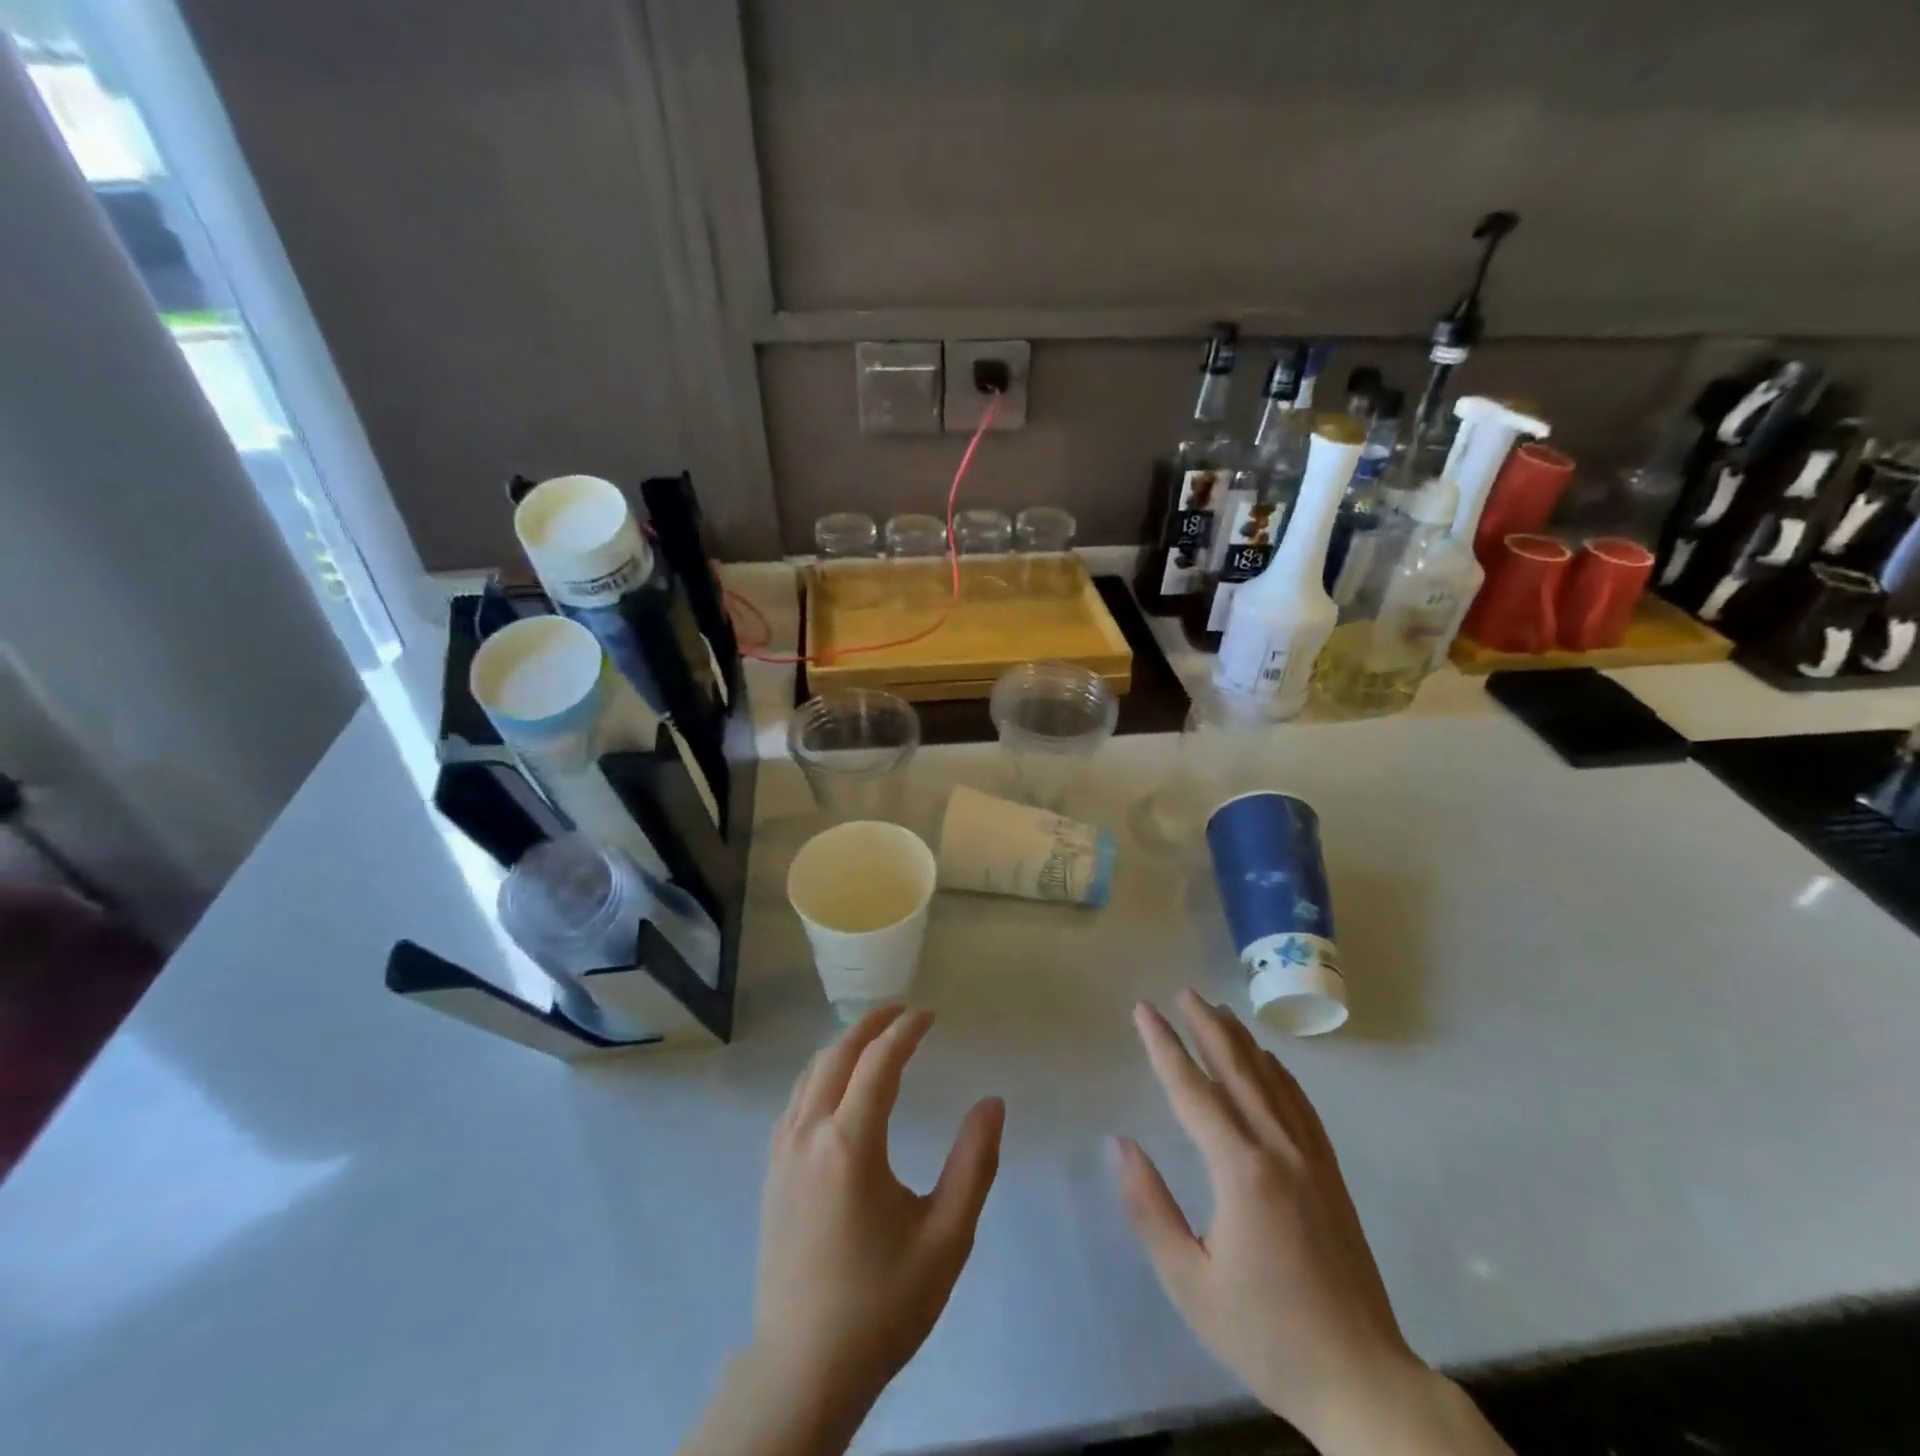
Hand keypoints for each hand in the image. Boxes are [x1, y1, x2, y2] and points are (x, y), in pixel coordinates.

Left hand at [750, 1006, 1004, 1427]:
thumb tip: (992, 1103)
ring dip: (843, 1045)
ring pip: (810, 1073)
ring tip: (874, 1037)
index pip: (878, 1061)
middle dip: (871, 1024)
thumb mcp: (946, 1238)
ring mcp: (782, 1152)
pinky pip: (795, 1100)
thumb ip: (974, 1163)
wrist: (803, 1370)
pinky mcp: (770, 1172)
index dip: (905, 1030)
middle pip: (837, 1054)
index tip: (930, 1015)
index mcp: (850, 1144)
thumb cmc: (882, 1303)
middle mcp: (809, 1134)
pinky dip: (820, 1073)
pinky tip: (837, 1086)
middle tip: (903, 1012)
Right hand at [1114, 992, 1497, 1455]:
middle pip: (1237, 1070)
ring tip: (1218, 1010)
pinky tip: (1271, 1062)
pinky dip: (1280, 1074)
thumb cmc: (1266, 1335)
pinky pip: (1301, 1106)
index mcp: (1241, 1171)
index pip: (1192, 1090)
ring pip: (1271, 1080)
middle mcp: (1278, 1150)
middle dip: (1206, 1026)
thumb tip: (1121, 1144)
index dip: (1164, 1046)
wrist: (1363, 1382)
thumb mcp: (1190, 1283)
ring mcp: (1311, 1159)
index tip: (1145, 1009)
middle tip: (1182, 992)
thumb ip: (1149, 1208)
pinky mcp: (1331, 1175)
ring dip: (1241, 1041)